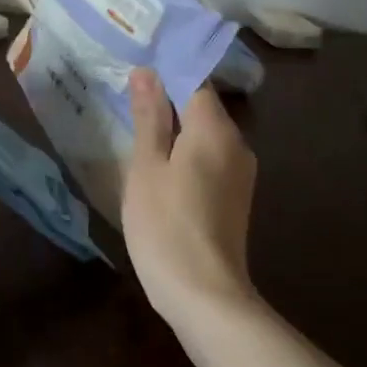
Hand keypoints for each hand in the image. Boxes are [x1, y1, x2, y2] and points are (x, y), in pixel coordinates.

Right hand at [122, 69, 259, 322]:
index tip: (134, 72)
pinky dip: (186, 153)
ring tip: (137, 131)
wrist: (204, 295)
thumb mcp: (146, 166)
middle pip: (202, 107)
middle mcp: (237, 144)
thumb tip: (146, 71)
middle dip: (167, 101)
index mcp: (215, 130)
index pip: (195, 81)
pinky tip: (159, 167)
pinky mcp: (236, 196)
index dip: (165, 73)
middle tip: (126, 100)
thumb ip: (149, 116)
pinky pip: (209, 158)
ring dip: (175, 129)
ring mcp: (240, 172)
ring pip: (205, 134)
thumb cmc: (165, 225)